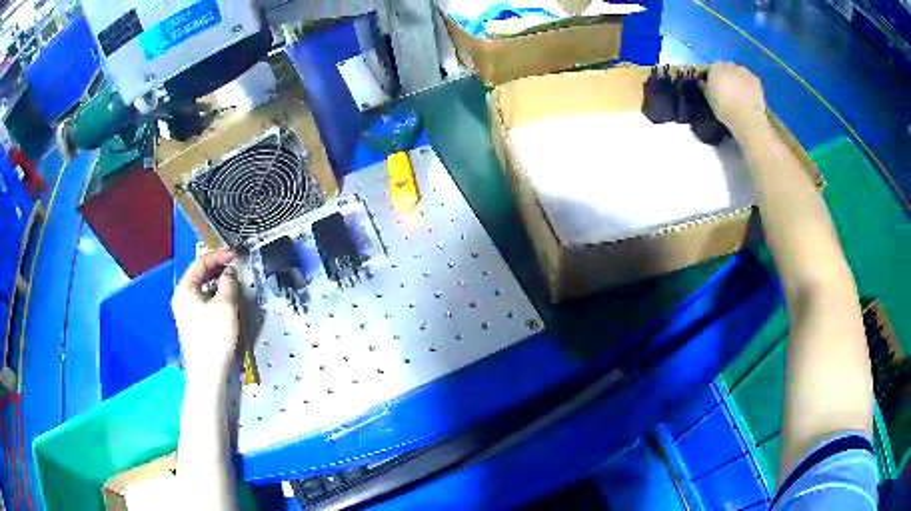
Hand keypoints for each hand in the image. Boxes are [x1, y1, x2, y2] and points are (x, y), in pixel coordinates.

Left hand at [172, 250, 239, 387]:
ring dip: (218, 283)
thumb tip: (230, 272)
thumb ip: (229, 282)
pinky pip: (204, 301)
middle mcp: (182, 297)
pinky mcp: (193, 324)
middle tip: (236, 267)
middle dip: (218, 269)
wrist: (208, 373)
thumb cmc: (214, 336)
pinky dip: (215, 296)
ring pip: (202, 289)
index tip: (236, 255)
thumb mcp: (226, 305)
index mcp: (185, 289)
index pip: (201, 262)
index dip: (219, 256)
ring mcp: (185, 312)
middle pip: (199, 275)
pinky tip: (227, 301)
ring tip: (234, 282)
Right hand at [704, 62, 767, 136]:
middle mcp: (729, 65)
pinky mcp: (756, 79)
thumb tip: (703, 82)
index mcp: (715, 67)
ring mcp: (744, 71)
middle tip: (728, 91)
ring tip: (740, 95)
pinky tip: (749, 96)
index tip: (715, 87)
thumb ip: (705, 87)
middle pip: (727, 69)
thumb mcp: (709, 99)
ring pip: (739, 73)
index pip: (712, 69)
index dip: (714, 77)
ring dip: (739, 80)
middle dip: (727, 77)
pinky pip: (750, 80)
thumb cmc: (724, 108)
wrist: (746, 117)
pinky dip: (749, 86)